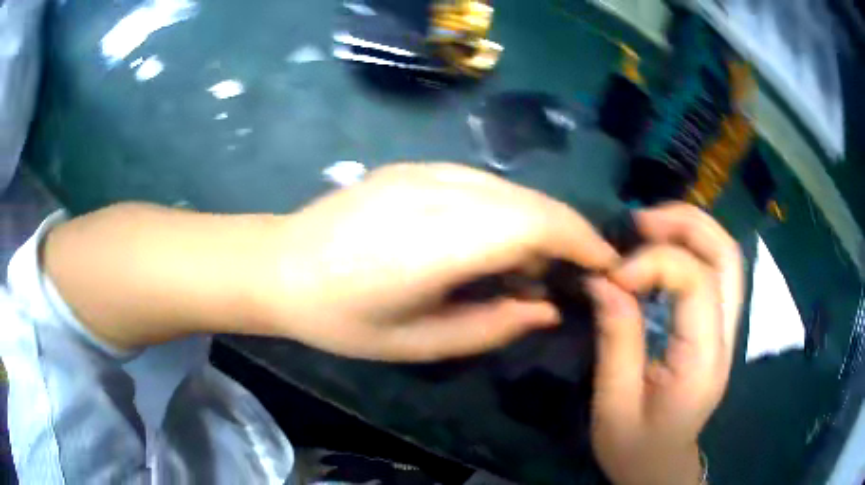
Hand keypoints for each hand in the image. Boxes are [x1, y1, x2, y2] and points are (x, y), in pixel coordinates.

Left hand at [254, 163, 618, 360]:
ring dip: (536, 223)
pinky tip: (489, 243)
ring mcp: (424, 170)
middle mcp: (438, 191)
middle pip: (531, 201)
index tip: (607, 265)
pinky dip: (506, 211)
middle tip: (571, 276)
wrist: (279, 265)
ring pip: (510, 189)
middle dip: (568, 233)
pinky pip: (482, 183)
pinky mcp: (413, 166)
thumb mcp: (419, 342)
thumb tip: (547, 307)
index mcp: (438, 241)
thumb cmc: (341, 318)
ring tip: (526, 269)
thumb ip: (492, 325)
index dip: (581, 241)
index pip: (537, 224)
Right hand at [585, 203, 743, 484]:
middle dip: (686, 225)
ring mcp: (727, 330)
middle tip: (640, 222)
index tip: (613, 274)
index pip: (698, 283)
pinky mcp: (717, 328)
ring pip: (727, 256)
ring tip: (648, 227)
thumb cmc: (635, 447)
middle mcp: (726, 337)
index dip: (656, 263)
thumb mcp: (614, 403)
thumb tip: (604, 279)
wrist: (660, 467)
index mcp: (703, 361)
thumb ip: (616, 338)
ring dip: (691, 229)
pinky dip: (691, 248)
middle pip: (728, 255)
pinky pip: (716, 272)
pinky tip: (661, 250)